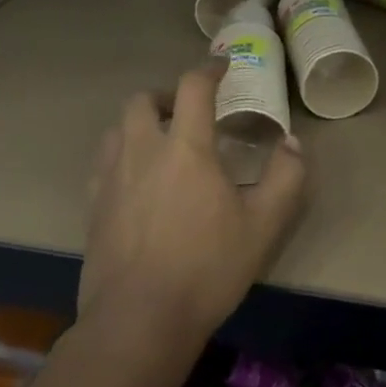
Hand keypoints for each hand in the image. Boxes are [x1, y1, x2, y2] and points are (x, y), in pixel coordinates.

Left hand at [80, 64, 306, 346]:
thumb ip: (286, 177)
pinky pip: (104, 161)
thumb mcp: (263, 225)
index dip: (209, 68)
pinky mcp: (93, 206)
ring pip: (118, 127)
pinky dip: (123, 153)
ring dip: (141, 122)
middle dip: (166, 94)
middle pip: (142, 99)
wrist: (138, 321)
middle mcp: (143, 151)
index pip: (192, 87)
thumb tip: (292, 143)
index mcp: (185, 148)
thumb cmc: (207, 269)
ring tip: (163, 142)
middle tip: (188, 111)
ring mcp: (111, 178)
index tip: (223, 66)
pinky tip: (138, 180)